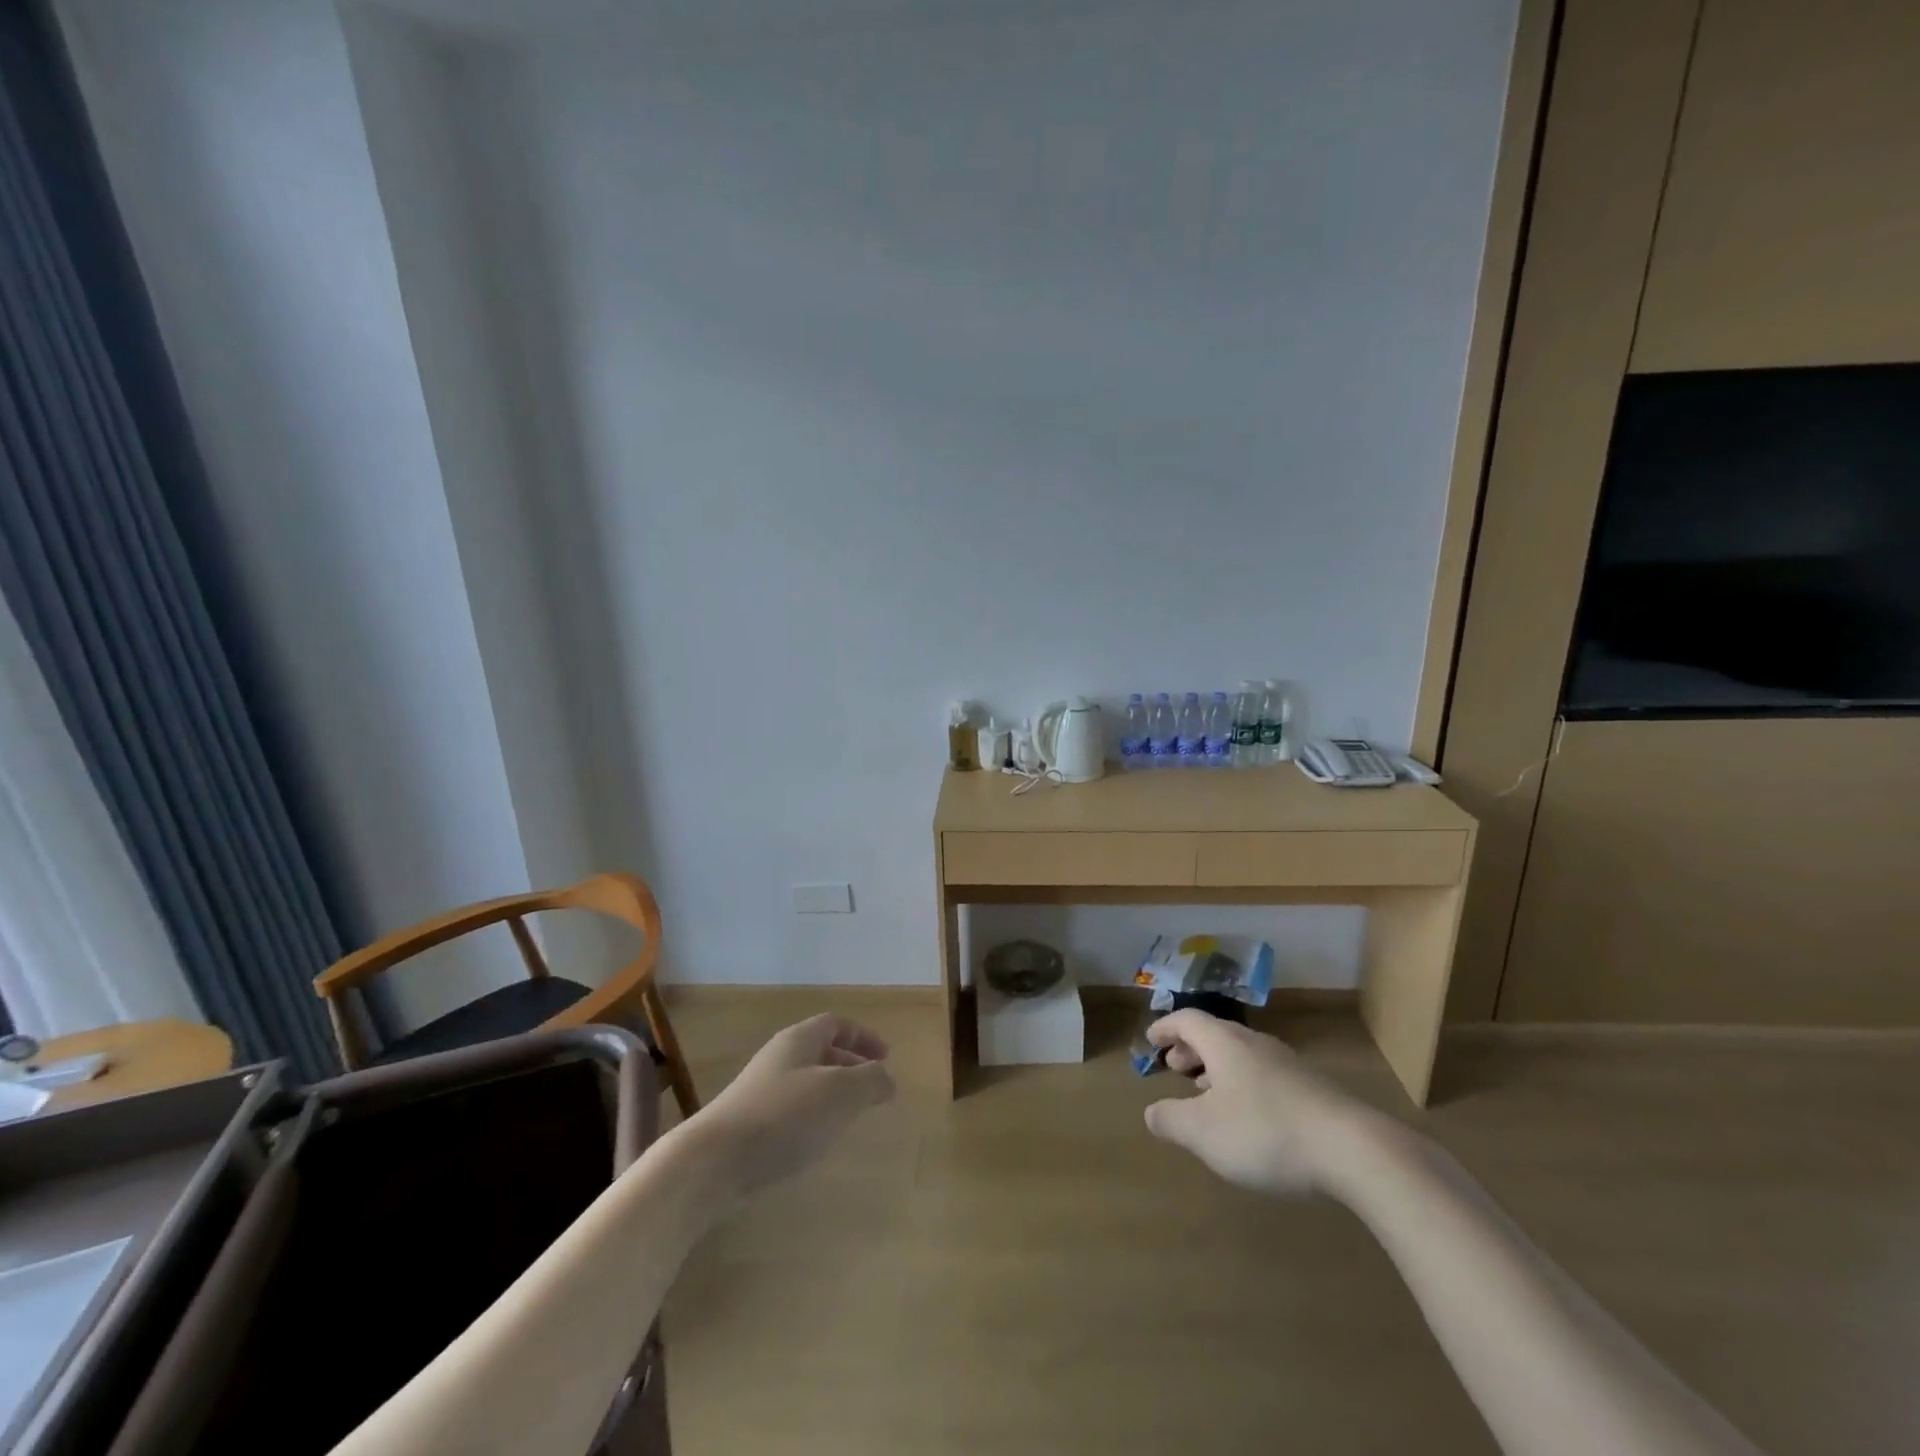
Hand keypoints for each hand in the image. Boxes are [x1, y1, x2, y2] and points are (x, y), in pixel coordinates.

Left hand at [685, 1014, 895, 1198]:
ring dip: (832, 1093)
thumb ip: (871, 1080)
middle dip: (851, 1065)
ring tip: (852, 1117)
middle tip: (874, 1089)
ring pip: (807, 1081)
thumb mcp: (841, 1092)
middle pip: (821, 1051)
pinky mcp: (749, 1123)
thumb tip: (886, 1078)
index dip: (863, 1037)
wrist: (715, 1160)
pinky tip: (818, 1142)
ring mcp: (760, 1090)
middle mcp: (779, 1057)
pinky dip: (813, 1116)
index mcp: (800, 1040)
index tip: (886, 1057)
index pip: (836, 1024)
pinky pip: (791, 1108)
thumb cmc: (785, 1115)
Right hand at [1143, 1010, 1382, 1196]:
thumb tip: (1151, 1112)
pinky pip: (1264, 1074)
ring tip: (1207, 1093)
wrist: (1353, 1150)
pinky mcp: (1313, 1090)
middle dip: (1191, 1048)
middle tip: (1175, 1067)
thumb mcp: (1203, 1133)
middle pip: (1215, 1034)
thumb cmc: (1265, 1132)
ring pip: (1241, 1055)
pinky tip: (1249, 1117)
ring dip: (1217, 1068)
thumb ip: (1171, 1120)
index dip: (1165, 1028)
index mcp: (1224, 1043)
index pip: (1187, 1020)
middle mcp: (1254, 1044)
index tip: (1151, 1040)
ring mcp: (1287, 1065)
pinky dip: (1243, 1085)